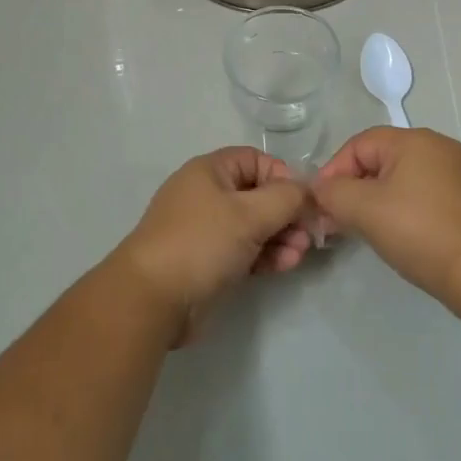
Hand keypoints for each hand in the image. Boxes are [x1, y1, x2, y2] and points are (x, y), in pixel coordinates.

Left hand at [114, 147, 314, 340]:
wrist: (152, 300)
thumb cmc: (201, 242)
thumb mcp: (249, 214)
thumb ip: (286, 198)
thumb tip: (308, 191)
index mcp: (210, 171)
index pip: (256, 160)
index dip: (283, 176)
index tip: (304, 201)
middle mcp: (208, 195)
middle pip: (258, 194)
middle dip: (286, 213)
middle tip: (308, 234)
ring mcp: (207, 230)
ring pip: (254, 225)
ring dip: (281, 236)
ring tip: (298, 255)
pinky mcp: (209, 261)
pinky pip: (245, 250)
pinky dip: (266, 255)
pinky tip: (285, 266)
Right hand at [313, 127, 460, 316]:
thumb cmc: (422, 232)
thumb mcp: (366, 210)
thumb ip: (334, 193)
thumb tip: (319, 190)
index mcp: (413, 139)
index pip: (358, 144)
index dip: (334, 172)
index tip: (322, 206)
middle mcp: (437, 147)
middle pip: (380, 160)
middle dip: (354, 188)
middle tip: (338, 221)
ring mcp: (457, 174)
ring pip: (401, 179)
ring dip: (376, 201)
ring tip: (364, 231)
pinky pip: (422, 196)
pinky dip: (402, 210)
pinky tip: (398, 236)